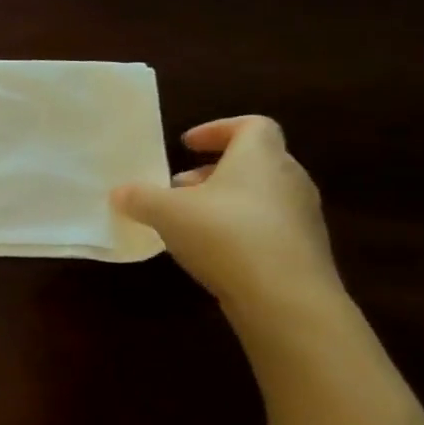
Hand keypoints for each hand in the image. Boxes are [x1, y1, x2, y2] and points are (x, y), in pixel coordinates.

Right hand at [111, 116, 341, 316]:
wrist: (286, 299)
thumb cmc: (225, 235)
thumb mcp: (166, 212)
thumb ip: (140, 197)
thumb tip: (120, 193)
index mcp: (260, 158)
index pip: (252, 126)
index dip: (218, 129)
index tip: (186, 145)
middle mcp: (288, 179)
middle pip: (253, 161)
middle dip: (212, 171)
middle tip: (177, 186)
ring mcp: (301, 217)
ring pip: (259, 195)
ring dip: (223, 201)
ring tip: (187, 221)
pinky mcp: (303, 250)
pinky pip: (266, 226)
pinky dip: (237, 228)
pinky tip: (210, 251)